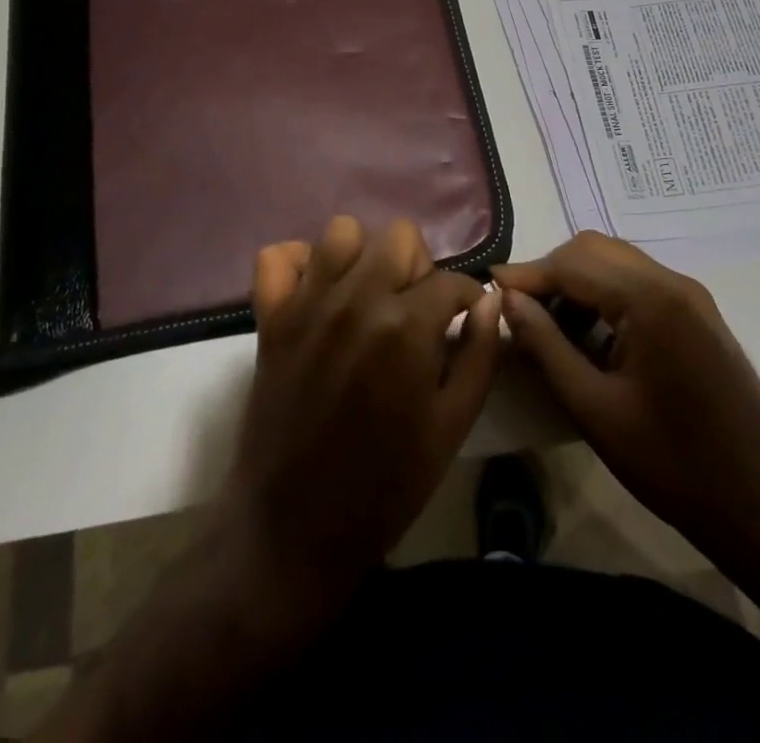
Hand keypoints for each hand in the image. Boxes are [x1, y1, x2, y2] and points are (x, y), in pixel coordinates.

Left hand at [219, 215, 501, 610]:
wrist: (295, 528)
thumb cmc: (386, 485)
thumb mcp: (452, 427)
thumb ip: (479, 354)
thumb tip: (488, 299)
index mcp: (407, 326)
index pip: (450, 279)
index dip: (466, 297)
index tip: (463, 317)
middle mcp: (356, 297)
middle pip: (399, 237)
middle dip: (417, 268)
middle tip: (415, 310)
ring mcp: (307, 302)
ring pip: (342, 232)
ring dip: (363, 257)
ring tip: (367, 297)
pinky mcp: (270, 316)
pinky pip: (278, 256)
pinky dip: (299, 264)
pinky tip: (317, 294)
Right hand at [495, 231, 759, 565]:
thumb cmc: (673, 464)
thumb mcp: (594, 407)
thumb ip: (546, 345)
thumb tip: (508, 298)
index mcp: (650, 300)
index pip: (571, 263)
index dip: (526, 273)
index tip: (489, 285)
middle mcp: (673, 282)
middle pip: (595, 250)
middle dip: (551, 272)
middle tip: (520, 310)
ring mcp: (691, 296)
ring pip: (616, 262)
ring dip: (577, 283)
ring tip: (549, 327)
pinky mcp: (698, 315)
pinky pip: (638, 284)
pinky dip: (605, 296)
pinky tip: (590, 337)